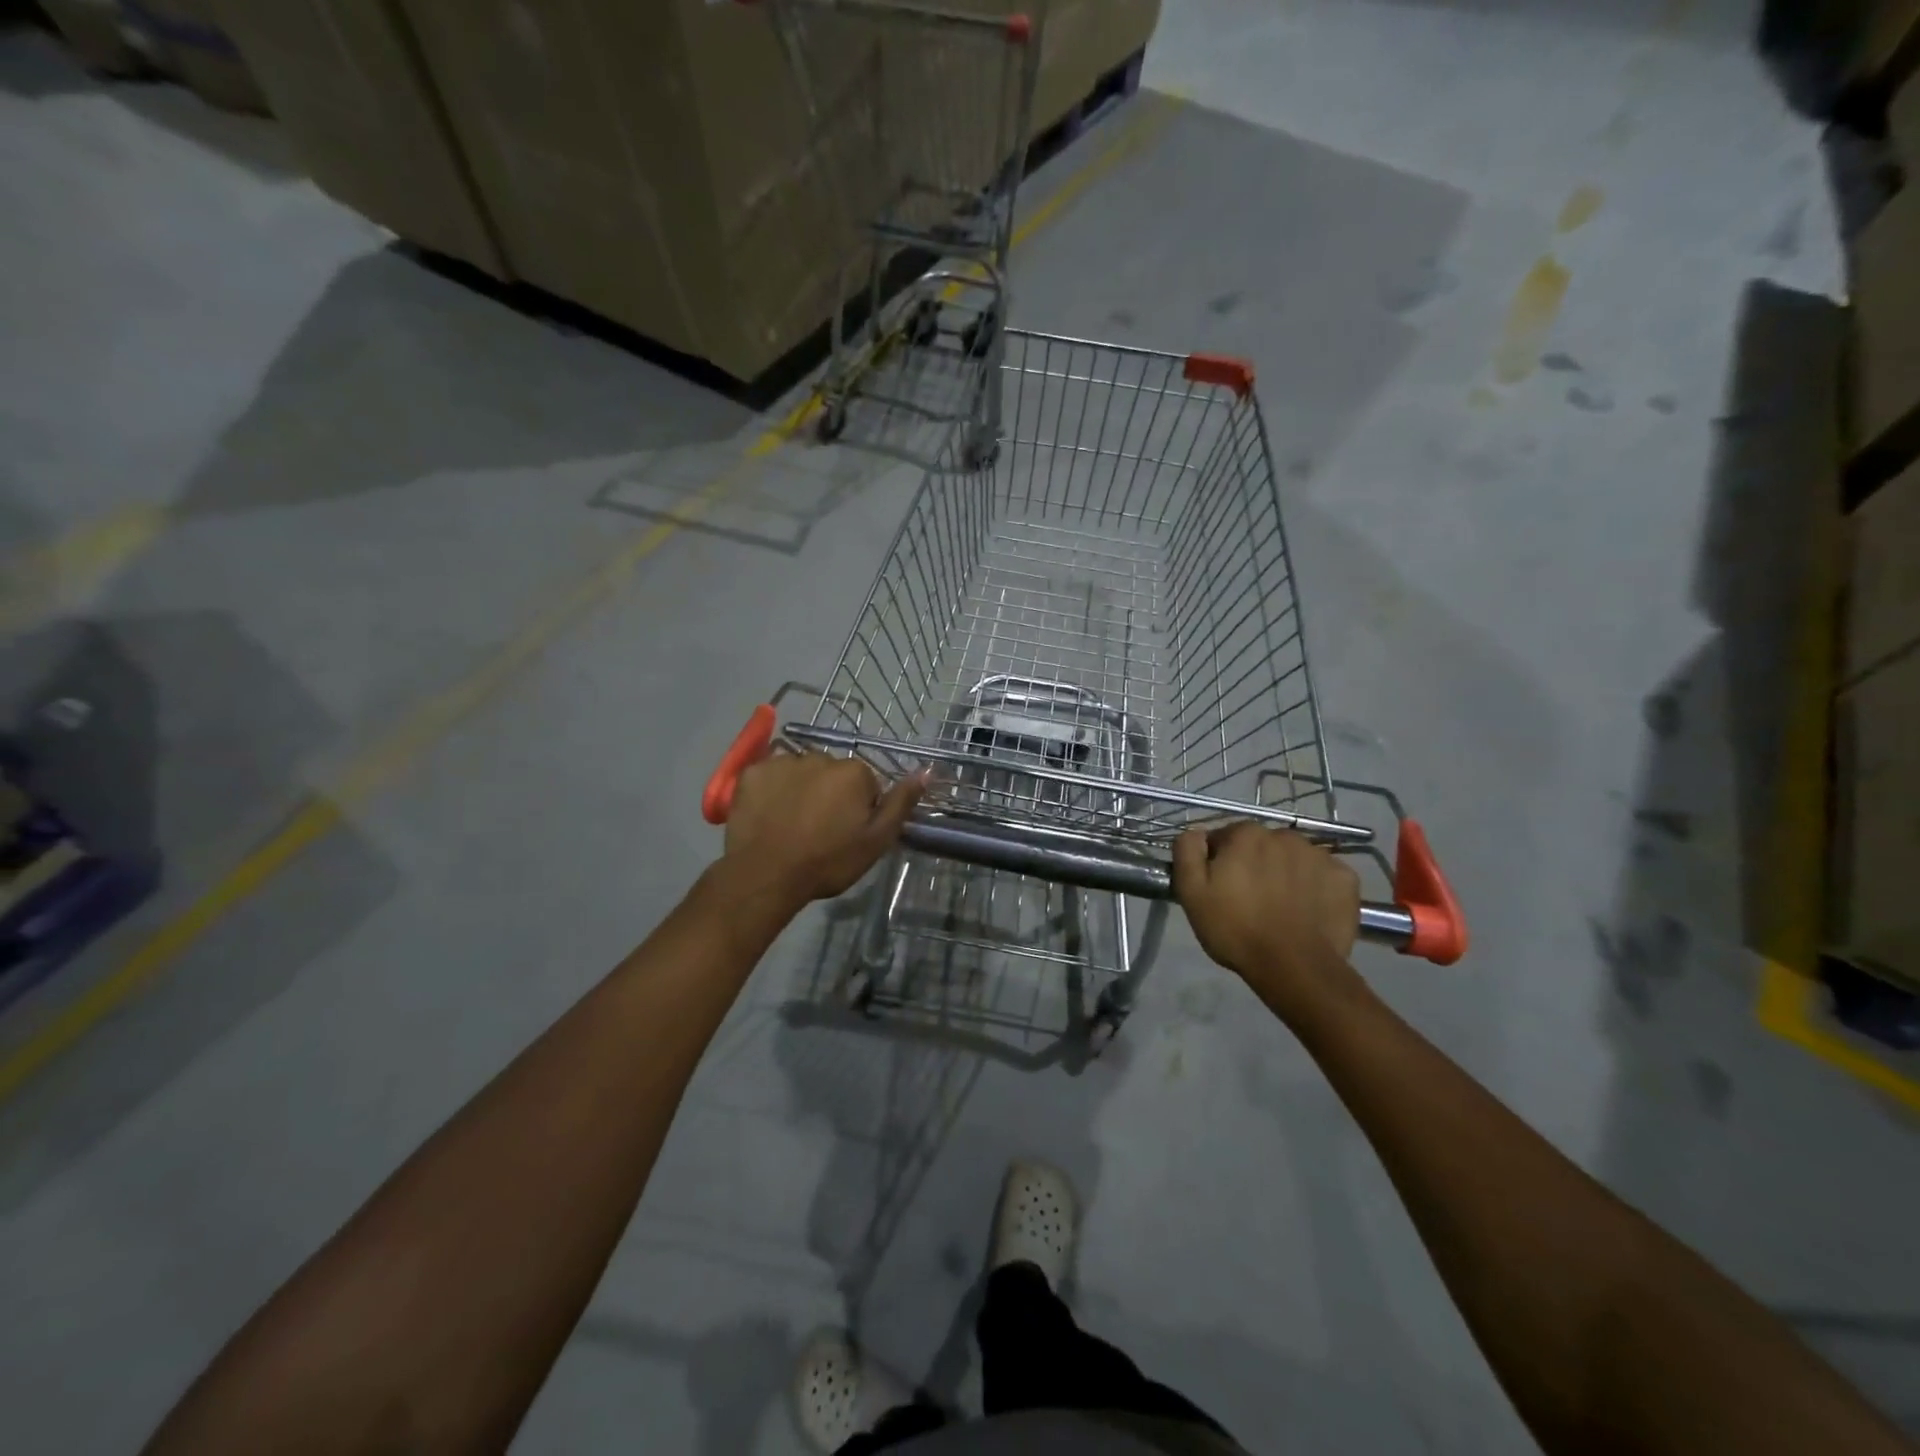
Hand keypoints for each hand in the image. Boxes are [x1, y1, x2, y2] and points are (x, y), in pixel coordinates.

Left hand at [724, 752, 923, 906]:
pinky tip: (767, 815)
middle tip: (818, 830)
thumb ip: (901, 804)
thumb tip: (926, 771)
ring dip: (800, 790)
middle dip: (829, 794)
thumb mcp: (876, 841)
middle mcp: (820, 756)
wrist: (766, 875)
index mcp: (854, 772)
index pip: (865, 784)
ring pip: (800, 772)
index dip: (858, 809)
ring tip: (790, 825)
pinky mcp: (752, 772)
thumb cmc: (828, 861)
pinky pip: (768, 775)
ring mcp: (783, 762)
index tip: (846, 833)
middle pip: (832, 774)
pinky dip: (770, 790)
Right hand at [1173, 823, 1360, 1005]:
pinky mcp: (1345, 878)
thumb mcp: (1191, 892)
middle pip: (1261, 845)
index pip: (1225, 838)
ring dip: (1284, 873)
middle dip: (1253, 864)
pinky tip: (1307, 910)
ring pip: (1293, 858)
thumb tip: (1196, 832)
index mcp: (1246, 834)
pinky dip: (1315, 886)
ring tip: (1281, 907)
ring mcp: (1320, 855)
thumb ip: (1187, 851)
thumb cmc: (1235, 929)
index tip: (1220, 887)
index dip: (1219, 862)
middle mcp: (1284, 835)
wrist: (1294, 967)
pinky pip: (1323, 875)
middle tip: (1249, 900)